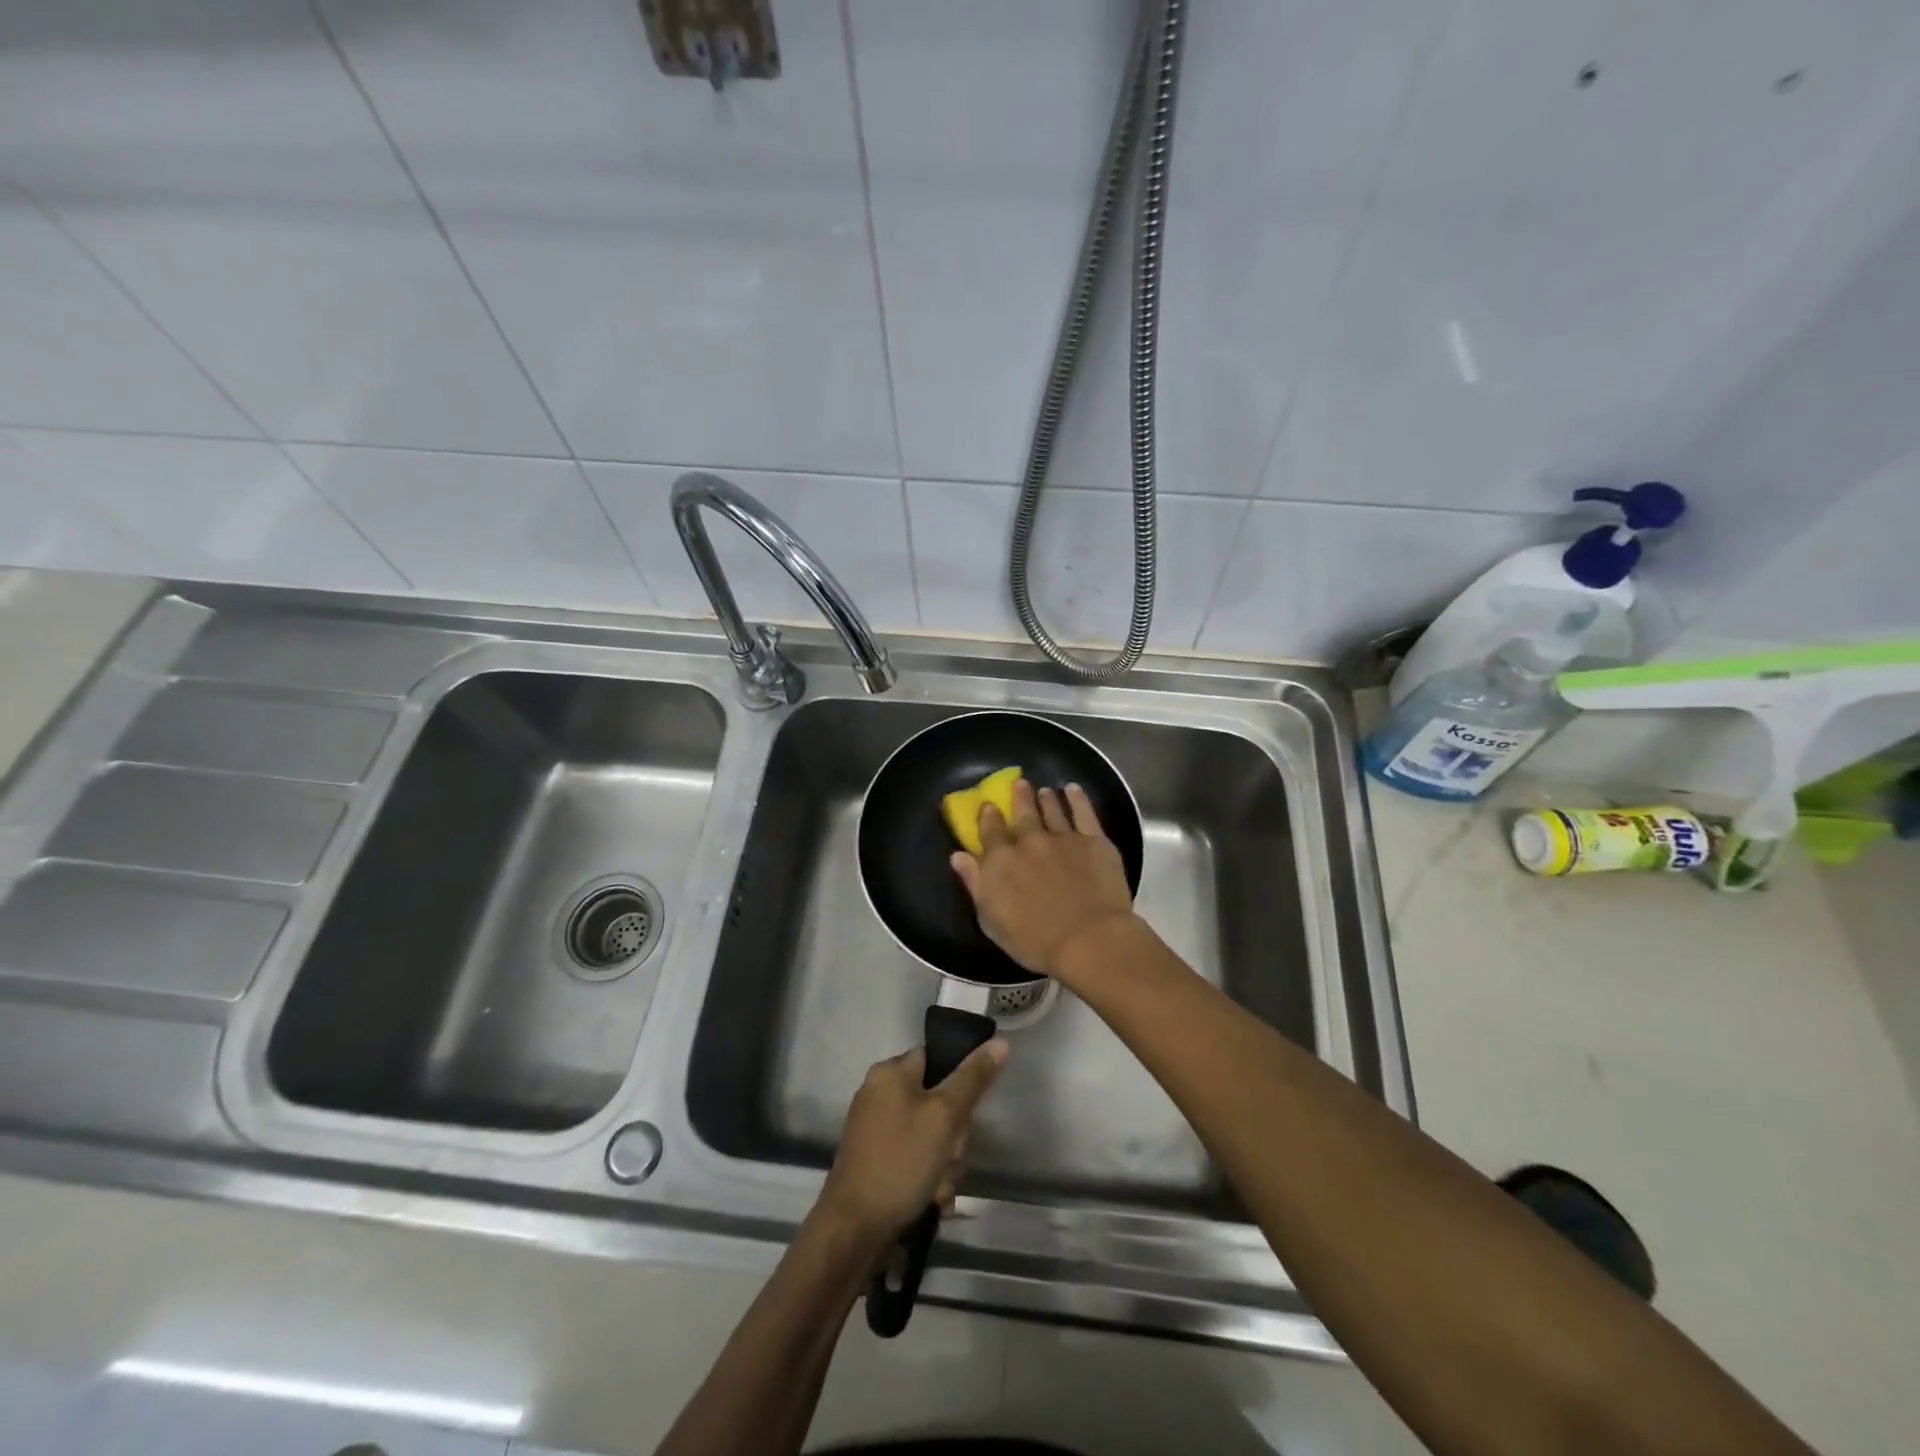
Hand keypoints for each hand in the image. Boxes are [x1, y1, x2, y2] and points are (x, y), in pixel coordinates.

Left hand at [817, 1040, 1008, 1244]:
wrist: (853, 1229)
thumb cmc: (901, 1161)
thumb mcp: (944, 1116)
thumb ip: (973, 1078)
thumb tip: (1000, 1042)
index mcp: (890, 1072)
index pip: (938, 1059)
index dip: (959, 1084)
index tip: (965, 1115)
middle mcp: (880, 1093)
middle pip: (938, 1101)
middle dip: (953, 1136)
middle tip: (950, 1156)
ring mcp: (877, 1128)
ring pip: (931, 1135)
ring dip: (944, 1163)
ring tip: (939, 1187)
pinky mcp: (877, 1159)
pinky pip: (915, 1157)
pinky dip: (928, 1177)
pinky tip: (931, 1199)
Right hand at [949, 779, 1138, 983]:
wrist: (1088, 939)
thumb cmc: (1034, 940)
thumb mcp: (991, 919)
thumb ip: (975, 883)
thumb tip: (958, 856)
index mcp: (1001, 860)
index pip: (990, 830)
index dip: (988, 816)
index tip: (989, 805)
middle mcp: (1029, 841)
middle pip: (1022, 813)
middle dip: (1019, 797)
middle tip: (1020, 784)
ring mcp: (1063, 837)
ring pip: (1052, 809)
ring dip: (1046, 798)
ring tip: (1044, 791)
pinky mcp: (1094, 840)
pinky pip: (1084, 812)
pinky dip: (1077, 798)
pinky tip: (1073, 790)